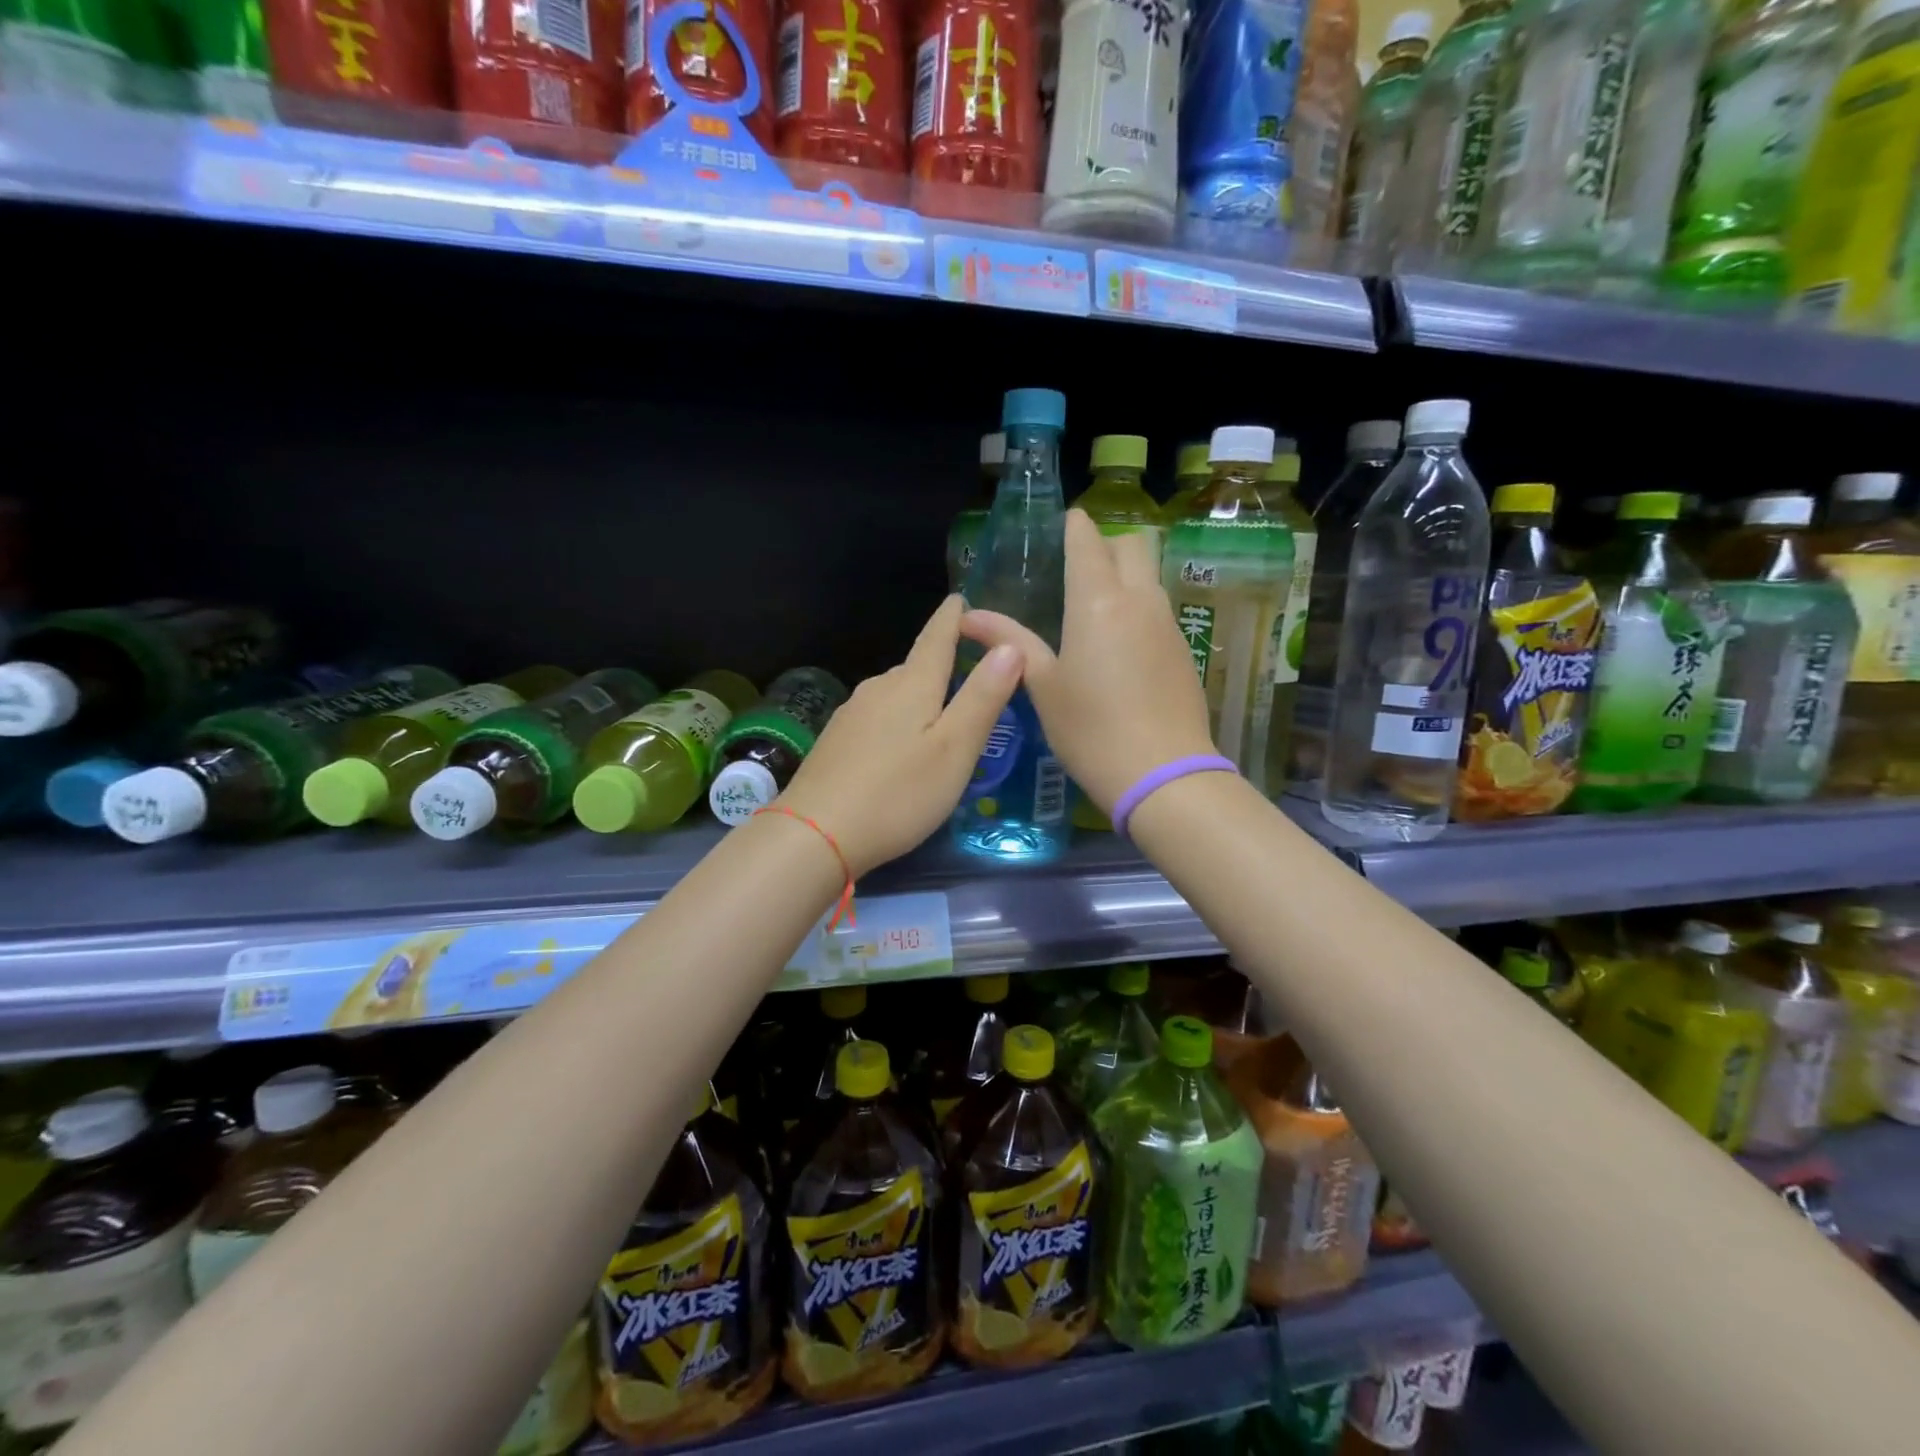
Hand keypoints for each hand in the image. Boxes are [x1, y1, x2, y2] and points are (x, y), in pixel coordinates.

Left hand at [779, 595, 1022, 876]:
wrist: (815, 834)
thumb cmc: (898, 793)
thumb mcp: (955, 749)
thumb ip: (983, 697)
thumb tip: (1010, 646)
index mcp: (912, 685)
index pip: (937, 638)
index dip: (951, 618)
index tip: (959, 599)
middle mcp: (878, 689)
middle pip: (916, 668)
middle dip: (941, 667)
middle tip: (969, 680)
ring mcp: (851, 714)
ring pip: (894, 695)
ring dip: (917, 700)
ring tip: (939, 721)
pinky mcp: (835, 742)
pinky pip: (875, 718)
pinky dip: (895, 723)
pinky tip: (898, 750)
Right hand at [960, 510, 1214, 812]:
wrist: (1164, 774)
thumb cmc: (1091, 729)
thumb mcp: (1043, 686)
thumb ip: (1010, 641)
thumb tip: (969, 616)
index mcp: (1097, 601)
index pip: (1088, 540)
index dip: (1073, 527)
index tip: (1060, 528)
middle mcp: (1139, 599)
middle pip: (1132, 545)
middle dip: (1105, 544)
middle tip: (1076, 570)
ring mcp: (1167, 623)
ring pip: (1150, 575)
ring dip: (1126, 575)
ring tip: (1094, 608)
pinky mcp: (1183, 649)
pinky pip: (1160, 608)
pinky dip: (1140, 607)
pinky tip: (1120, 645)